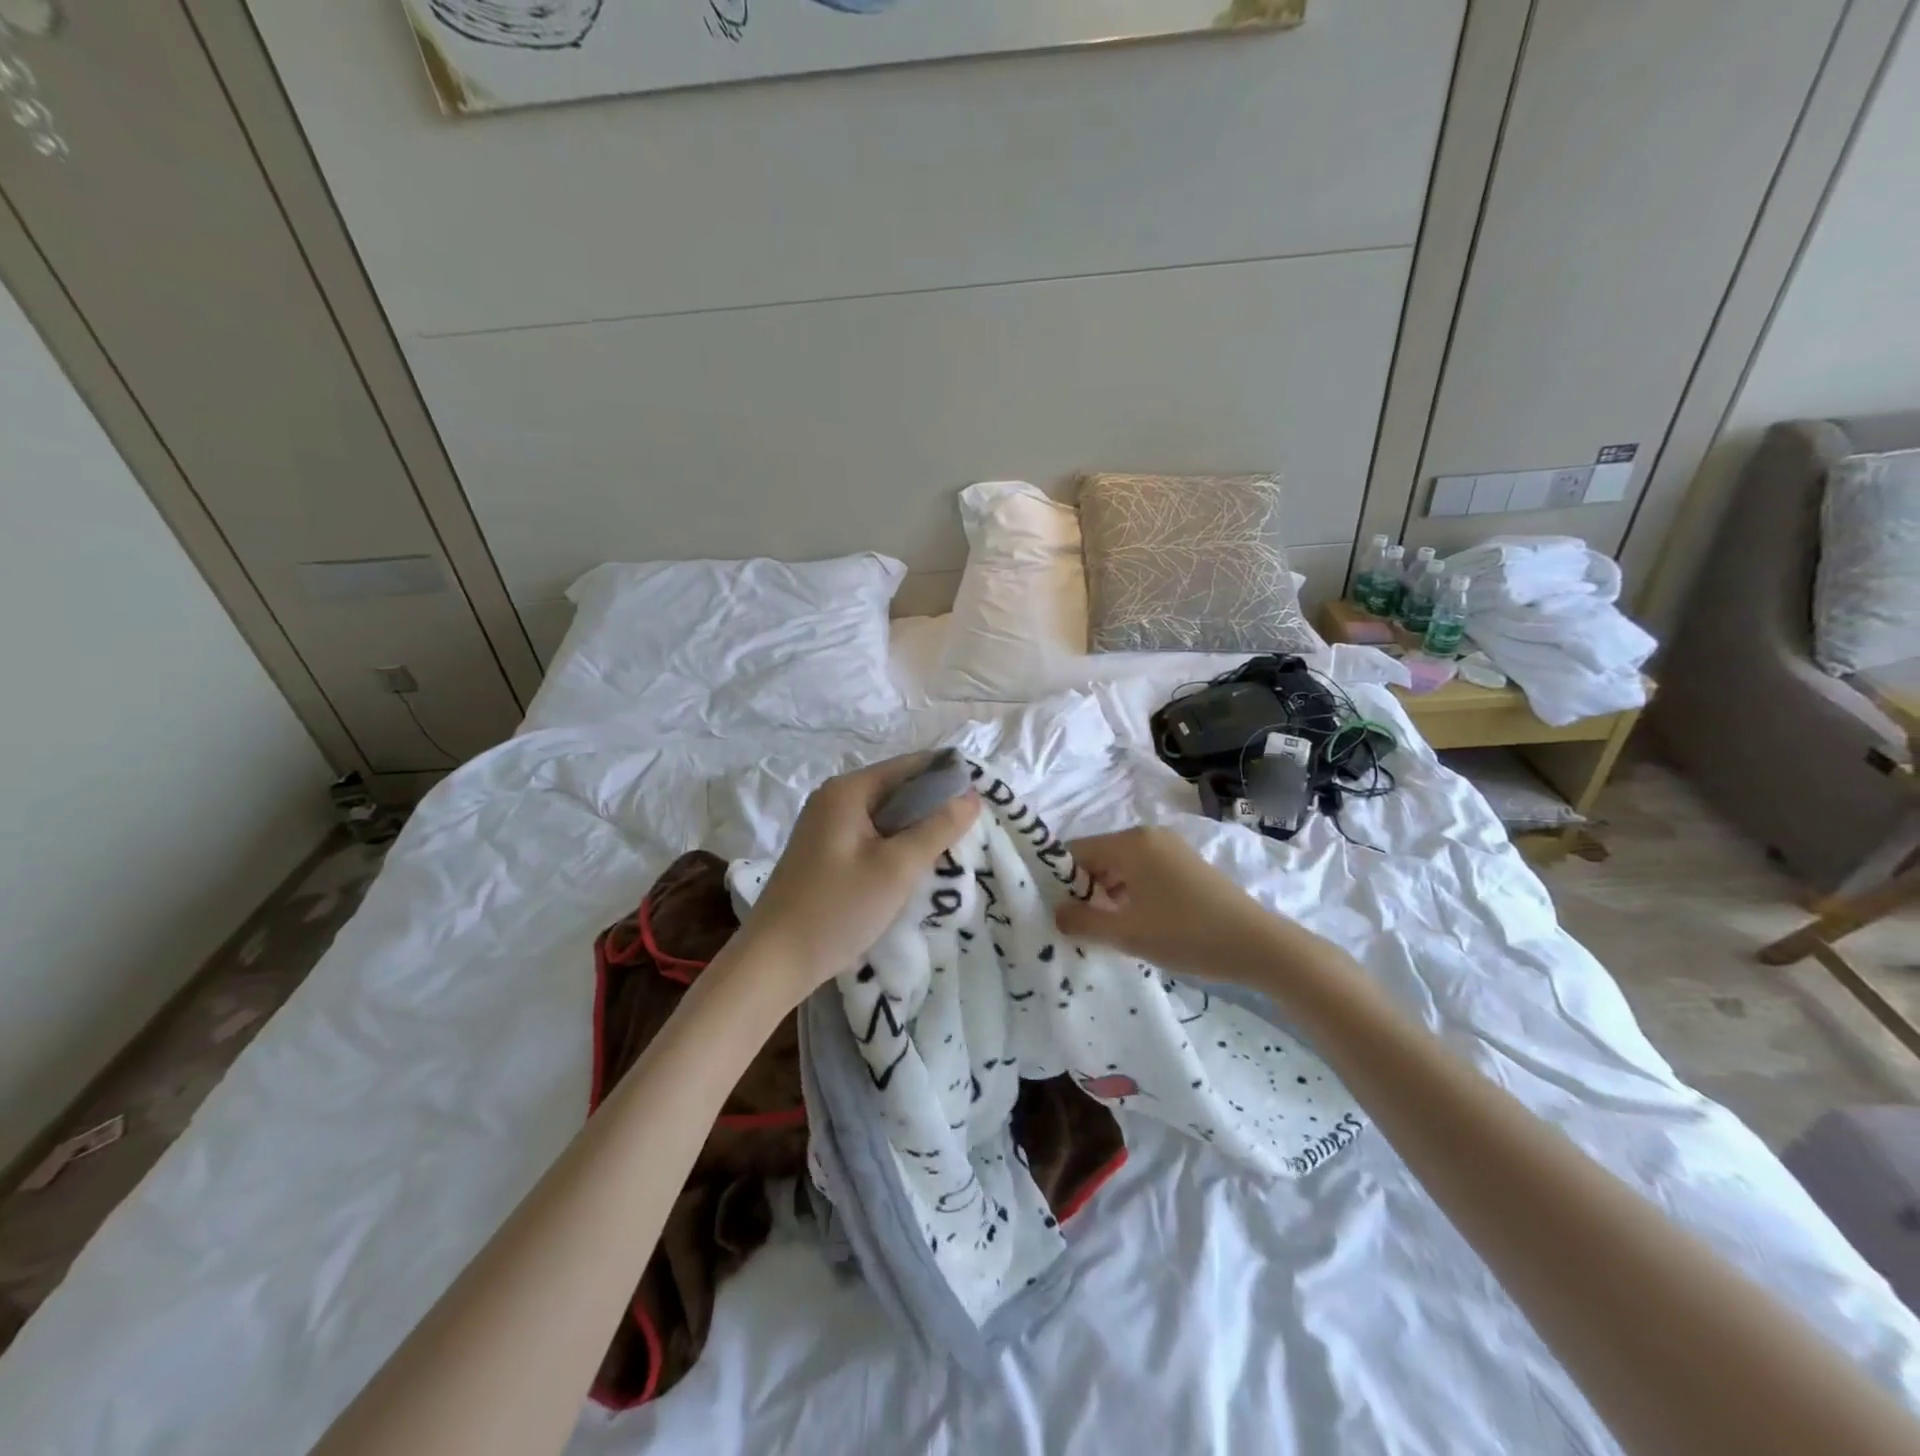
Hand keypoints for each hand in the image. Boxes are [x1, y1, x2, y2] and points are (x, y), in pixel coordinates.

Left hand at [737, 753, 980, 1001]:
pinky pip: (871, 837)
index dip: (948, 777)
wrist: (774, 960)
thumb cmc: (838, 908)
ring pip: (886, 816)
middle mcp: (834, 799)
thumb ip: (938, 828)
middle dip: (934, 807)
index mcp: (848, 790)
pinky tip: (914, 869)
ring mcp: (825, 826)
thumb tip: (972, 796)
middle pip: (897, 789)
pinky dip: (895, 846)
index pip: (910, 765)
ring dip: (916, 830)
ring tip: (950, 851)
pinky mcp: (824, 853)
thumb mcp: (897, 867)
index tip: (983, 800)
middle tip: (971, 832)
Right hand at [1052, 827, 1282, 981]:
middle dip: (1084, 889)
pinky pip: (1143, 874)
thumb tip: (1055, 912)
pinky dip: (1131, 895)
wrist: (1258, 945)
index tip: (1052, 911)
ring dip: (1108, 896)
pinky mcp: (1187, 867)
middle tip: (1077, 926)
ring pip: (1121, 868)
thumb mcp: (1126, 933)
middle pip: (1098, 857)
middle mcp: (1149, 836)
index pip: (1075, 851)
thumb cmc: (1186, 934)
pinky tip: (1135, 925)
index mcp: (1130, 842)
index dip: (1059, 880)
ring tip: (1105, 931)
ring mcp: (1171, 849)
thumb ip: (1082, 921)